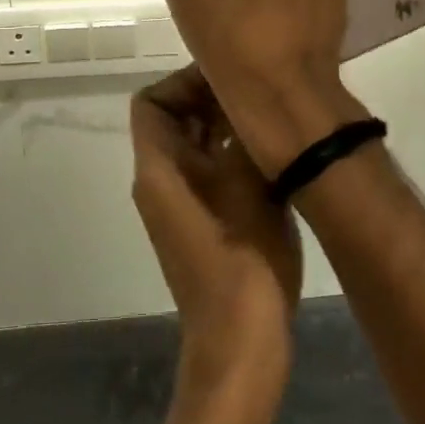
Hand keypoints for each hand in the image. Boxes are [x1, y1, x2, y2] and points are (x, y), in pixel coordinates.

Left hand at [131, 68, 301, 408]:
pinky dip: (233, 152)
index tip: (229, 77)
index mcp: (159, 171)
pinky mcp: (205, 222)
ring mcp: (183, 205)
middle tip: (259, 90)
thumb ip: (245, 138)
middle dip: (210, 98)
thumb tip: (254, 101)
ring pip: (195, 145)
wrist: (240, 346)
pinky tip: (273, 150)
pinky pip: (211, 170)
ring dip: (225, 125)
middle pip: (174, 120)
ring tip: (270, 113)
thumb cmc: (242, 265)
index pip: (151, 102)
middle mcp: (162, 182)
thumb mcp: (248, 189)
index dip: (184, 81)